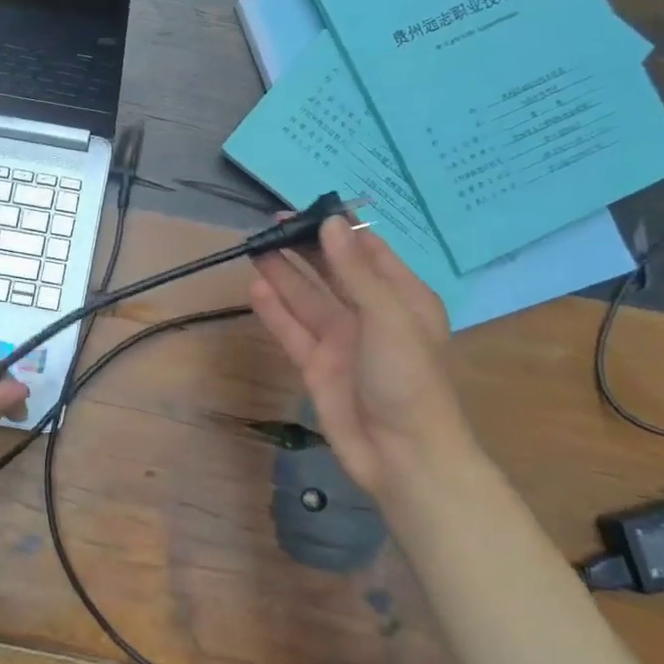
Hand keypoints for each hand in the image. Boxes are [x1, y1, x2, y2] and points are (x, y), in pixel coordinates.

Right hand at [249, 217, 488, 504]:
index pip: (366, 251)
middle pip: (332, 271)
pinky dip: (275, 311)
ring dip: (284, 274)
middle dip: (304, 248)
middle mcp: (370, 313)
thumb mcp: (388, 317)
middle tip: (270, 225)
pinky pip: (293, 331)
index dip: (338, 228)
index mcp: (401, 296)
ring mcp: (342, 341)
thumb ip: (354, 271)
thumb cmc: (408, 379)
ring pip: (307, 299)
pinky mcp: (317, 366)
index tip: (306, 207)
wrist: (403, 456)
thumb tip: (330, 222)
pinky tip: (256, 288)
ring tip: (255, 248)